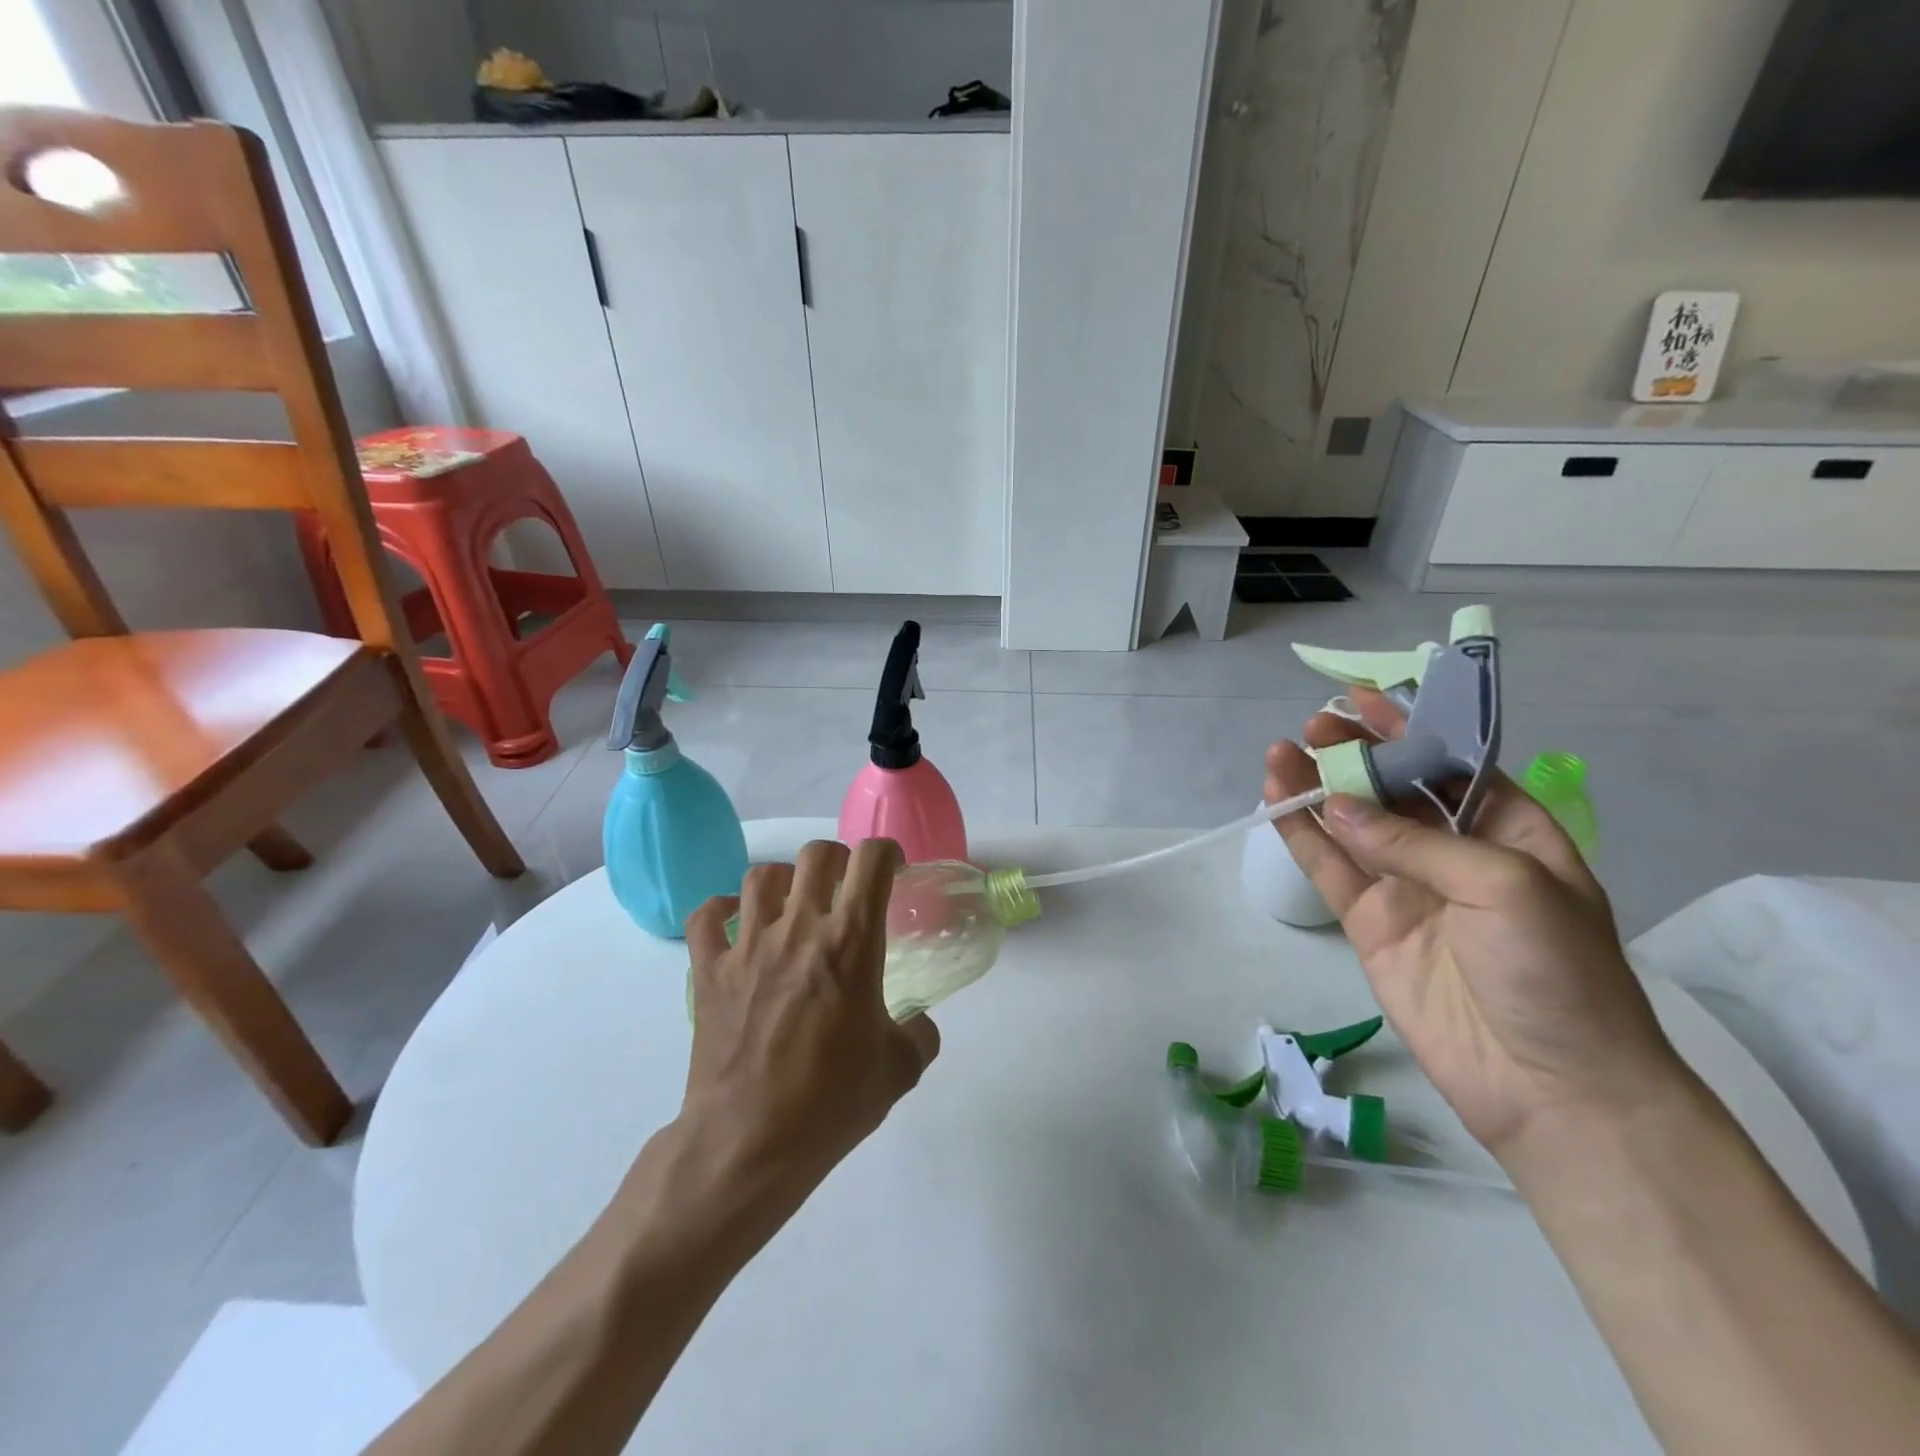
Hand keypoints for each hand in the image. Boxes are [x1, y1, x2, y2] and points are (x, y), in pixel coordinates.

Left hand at [679, 839, 939, 1199]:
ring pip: (761, 876)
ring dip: (784, 882)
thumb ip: (920, 1034)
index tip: (892, 872)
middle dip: (839, 861)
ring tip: (793, 906)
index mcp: (851, 942)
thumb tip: (920, 1023)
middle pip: (817, 855)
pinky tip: (736, 925)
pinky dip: (720, 910)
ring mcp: (747, 946)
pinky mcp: (708, 970)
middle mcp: (799, 928)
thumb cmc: (830, 1104)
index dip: (887, 853)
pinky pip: (706, 916)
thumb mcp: (899, 1071)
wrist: (749, 1144)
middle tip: (845, 890)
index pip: (871, 860)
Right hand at [1264, 689, 1687, 1160]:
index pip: (1453, 762)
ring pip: (1352, 823)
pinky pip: (1329, 868)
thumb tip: (1337, 805)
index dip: (1410, 728)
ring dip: (1318, 787)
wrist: (1549, 1085)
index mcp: (1510, 831)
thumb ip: (1417, 841)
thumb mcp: (1507, 885)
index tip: (1363, 700)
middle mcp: (1455, 851)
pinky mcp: (1369, 922)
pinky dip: (1302, 834)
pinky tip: (1277, 801)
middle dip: (1357, 753)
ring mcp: (1407, 887)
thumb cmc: (1556, 972)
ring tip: (1282, 753)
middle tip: (1314, 727)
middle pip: (1394, 787)